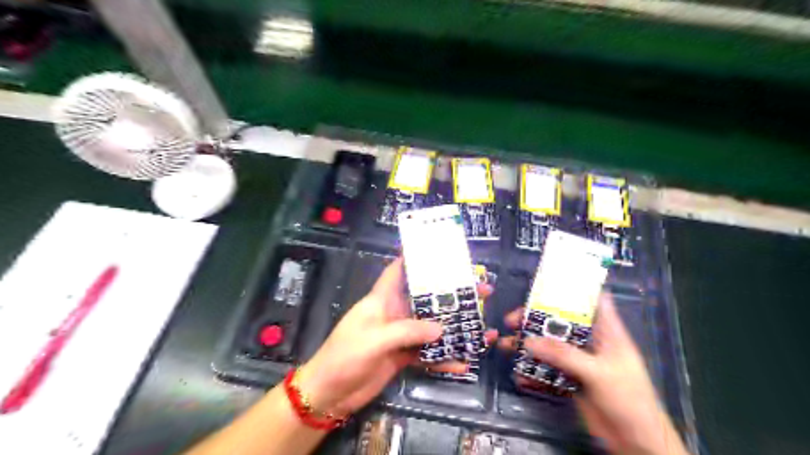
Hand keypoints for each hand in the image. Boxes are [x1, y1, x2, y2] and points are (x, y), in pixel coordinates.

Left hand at [296, 255, 497, 414]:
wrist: (329, 394)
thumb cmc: (345, 356)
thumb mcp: (374, 339)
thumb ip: (407, 331)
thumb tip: (441, 329)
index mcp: (381, 300)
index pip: (398, 271)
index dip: (414, 258)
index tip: (439, 249)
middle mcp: (394, 314)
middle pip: (425, 299)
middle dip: (450, 294)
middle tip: (481, 290)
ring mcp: (399, 336)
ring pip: (431, 327)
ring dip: (453, 327)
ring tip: (482, 326)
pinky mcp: (402, 356)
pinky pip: (427, 354)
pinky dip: (443, 359)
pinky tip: (463, 362)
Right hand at [501, 293, 688, 453]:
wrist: (637, 444)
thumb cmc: (629, 400)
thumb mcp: (598, 372)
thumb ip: (564, 355)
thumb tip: (528, 341)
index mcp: (606, 332)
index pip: (591, 301)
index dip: (571, 289)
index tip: (545, 284)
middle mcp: (590, 343)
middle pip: (561, 323)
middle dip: (535, 319)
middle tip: (512, 320)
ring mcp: (579, 362)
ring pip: (550, 346)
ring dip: (528, 346)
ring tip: (505, 345)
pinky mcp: (570, 380)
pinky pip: (547, 370)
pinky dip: (532, 372)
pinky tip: (519, 376)